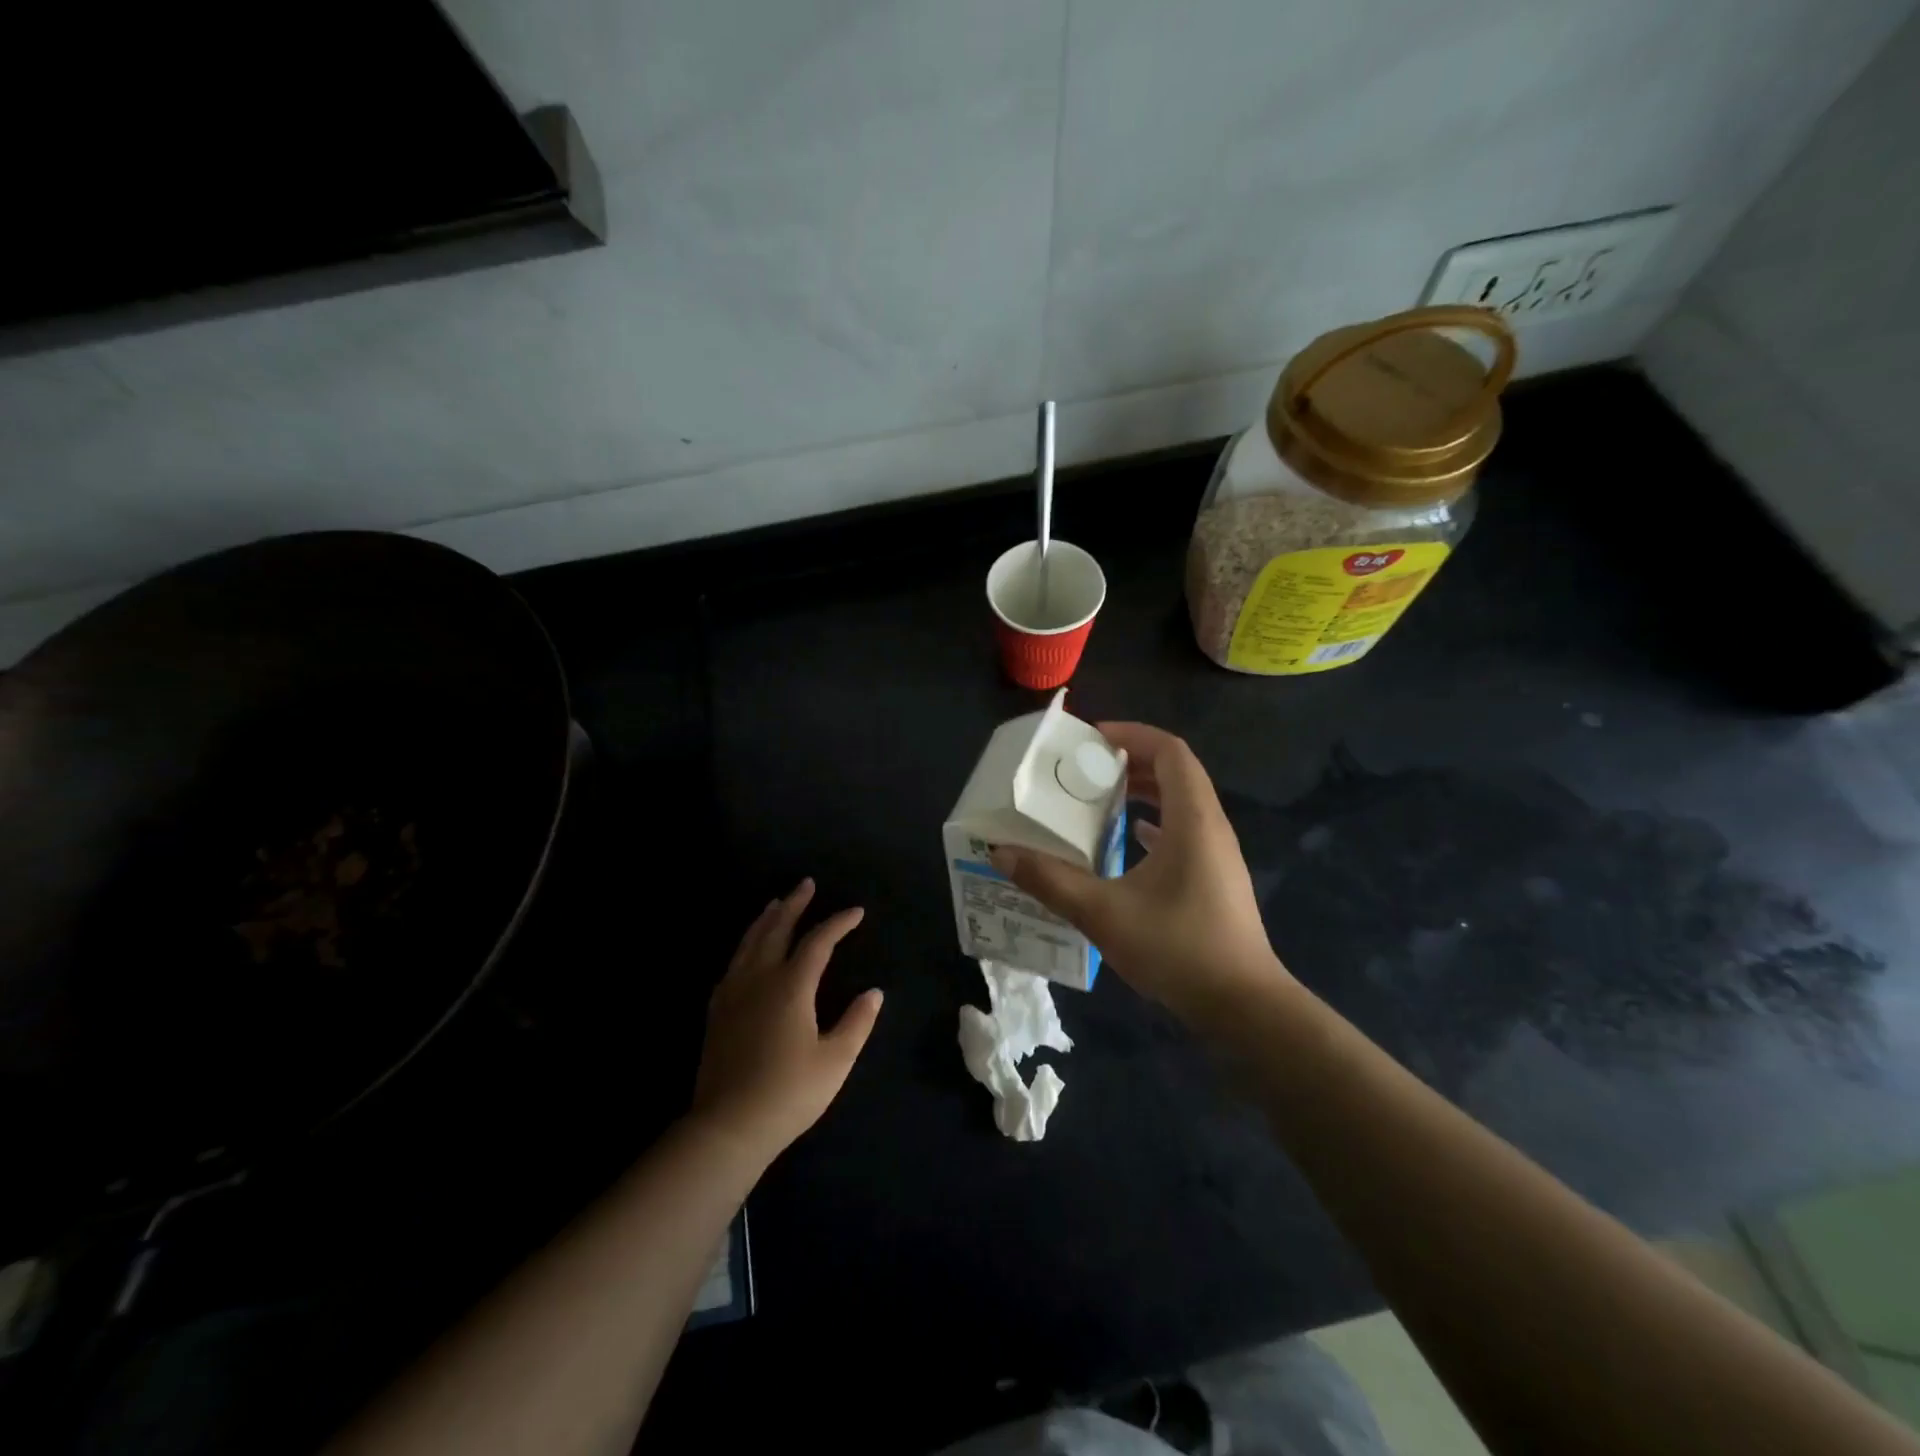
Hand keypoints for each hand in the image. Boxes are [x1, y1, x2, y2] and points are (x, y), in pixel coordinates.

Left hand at [691, 878, 883, 1163]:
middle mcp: (760, 979)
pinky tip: (747, 951)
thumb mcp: (835, 1060)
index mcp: (791, 986)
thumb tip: (874, 992)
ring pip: (749, 942)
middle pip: (777, 929)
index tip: (856, 912)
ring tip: (776, 903)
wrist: (728, 1126)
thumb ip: (857, 1022)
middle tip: (806, 884)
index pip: (818, 942)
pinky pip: (733, 964)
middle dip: (794, 905)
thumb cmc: (789, 1093)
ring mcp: (733, 993)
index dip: (838, 923)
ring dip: (766, 919)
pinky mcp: (717, 1011)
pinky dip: (745, 946)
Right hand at [989, 723, 1291, 1025]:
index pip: (1170, 751)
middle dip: (1131, 761)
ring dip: (1143, 792)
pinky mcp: (1215, 880)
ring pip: (1181, 803)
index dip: (1132, 735)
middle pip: (1175, 772)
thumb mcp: (1104, 913)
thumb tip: (1002, 853)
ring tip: (1099, 798)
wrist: (1244, 1007)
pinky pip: (1183, 832)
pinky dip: (1153, 824)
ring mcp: (1217, 855)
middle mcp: (1210, 827)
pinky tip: (1127, 841)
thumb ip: (1051, 881)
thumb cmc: (1179, 948)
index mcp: (1193, 819)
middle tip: (1086, 768)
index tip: (1091, 739)